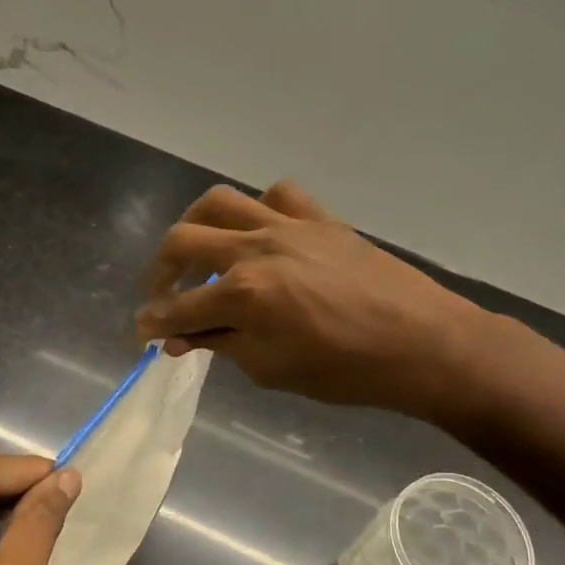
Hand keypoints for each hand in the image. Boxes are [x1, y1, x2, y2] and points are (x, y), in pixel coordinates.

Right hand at [135, 182, 490, 416]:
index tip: (142, 331)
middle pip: (182, 241)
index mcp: (244, 293)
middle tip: (162, 295)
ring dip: (195, 225)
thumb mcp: (273, 369)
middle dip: (159, 271)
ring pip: (220, 202)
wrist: (422, 342)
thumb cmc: (346, 370)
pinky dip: (259, 209)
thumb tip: (180, 338)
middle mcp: (257, 248)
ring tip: (196, 250)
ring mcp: (289, 225)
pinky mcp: (319, 218)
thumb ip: (222, 344)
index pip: (179, 306)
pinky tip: (260, 233)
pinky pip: (278, 195)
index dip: (153, 322)